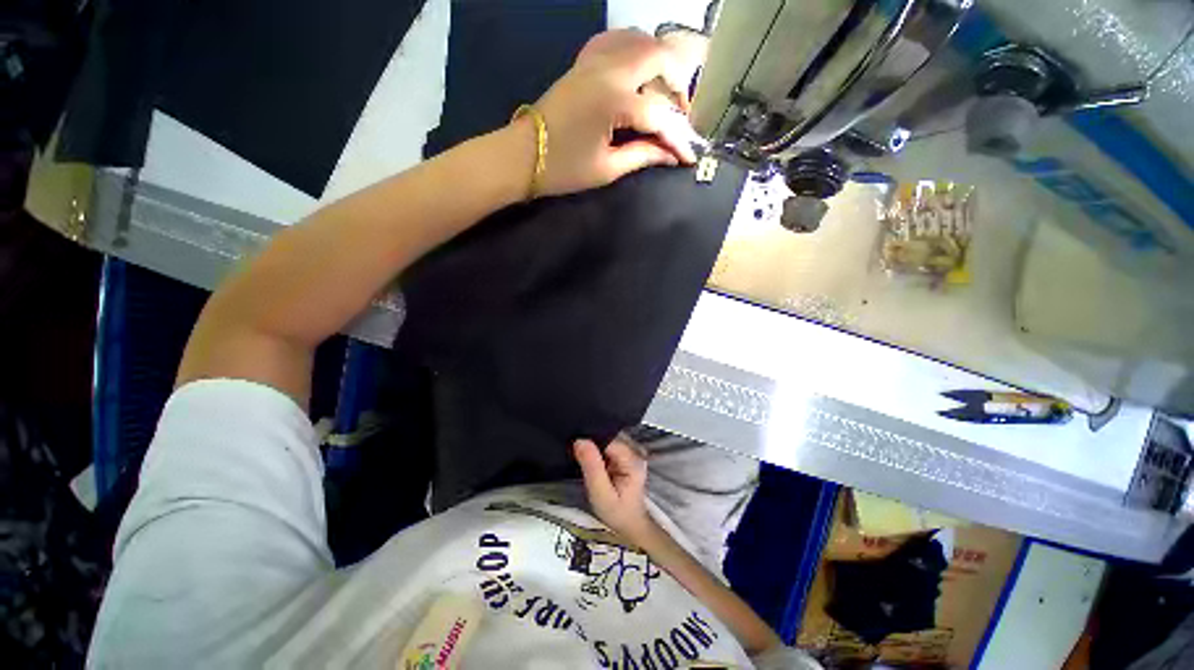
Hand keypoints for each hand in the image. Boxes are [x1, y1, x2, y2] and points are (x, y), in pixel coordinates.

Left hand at [527, 29, 704, 195]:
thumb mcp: (607, 168)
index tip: (689, 158)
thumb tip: (671, 155)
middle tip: (680, 116)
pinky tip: (638, 70)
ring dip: (660, 62)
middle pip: (659, 58)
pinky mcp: (583, 63)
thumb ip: (642, 156)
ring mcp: (594, 61)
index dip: (678, 139)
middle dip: (678, 86)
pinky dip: (634, 49)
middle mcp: (608, 70)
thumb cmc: (563, 169)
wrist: (523, 156)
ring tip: (665, 93)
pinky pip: (615, 41)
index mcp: (614, 101)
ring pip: (639, 41)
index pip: (659, 116)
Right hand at [573, 438, 654, 542]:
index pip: (609, 439)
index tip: (576, 447)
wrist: (630, 523)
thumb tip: (580, 441)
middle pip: (609, 435)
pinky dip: (598, 447)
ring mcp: (632, 451)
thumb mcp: (601, 494)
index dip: (592, 441)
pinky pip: (609, 443)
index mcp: (633, 460)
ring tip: (582, 454)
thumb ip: (592, 467)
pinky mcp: (626, 454)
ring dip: (594, 444)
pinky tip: (591, 457)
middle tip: (577, 452)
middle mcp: (635, 450)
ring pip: (608, 437)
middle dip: (592, 441)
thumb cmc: (617, 513)